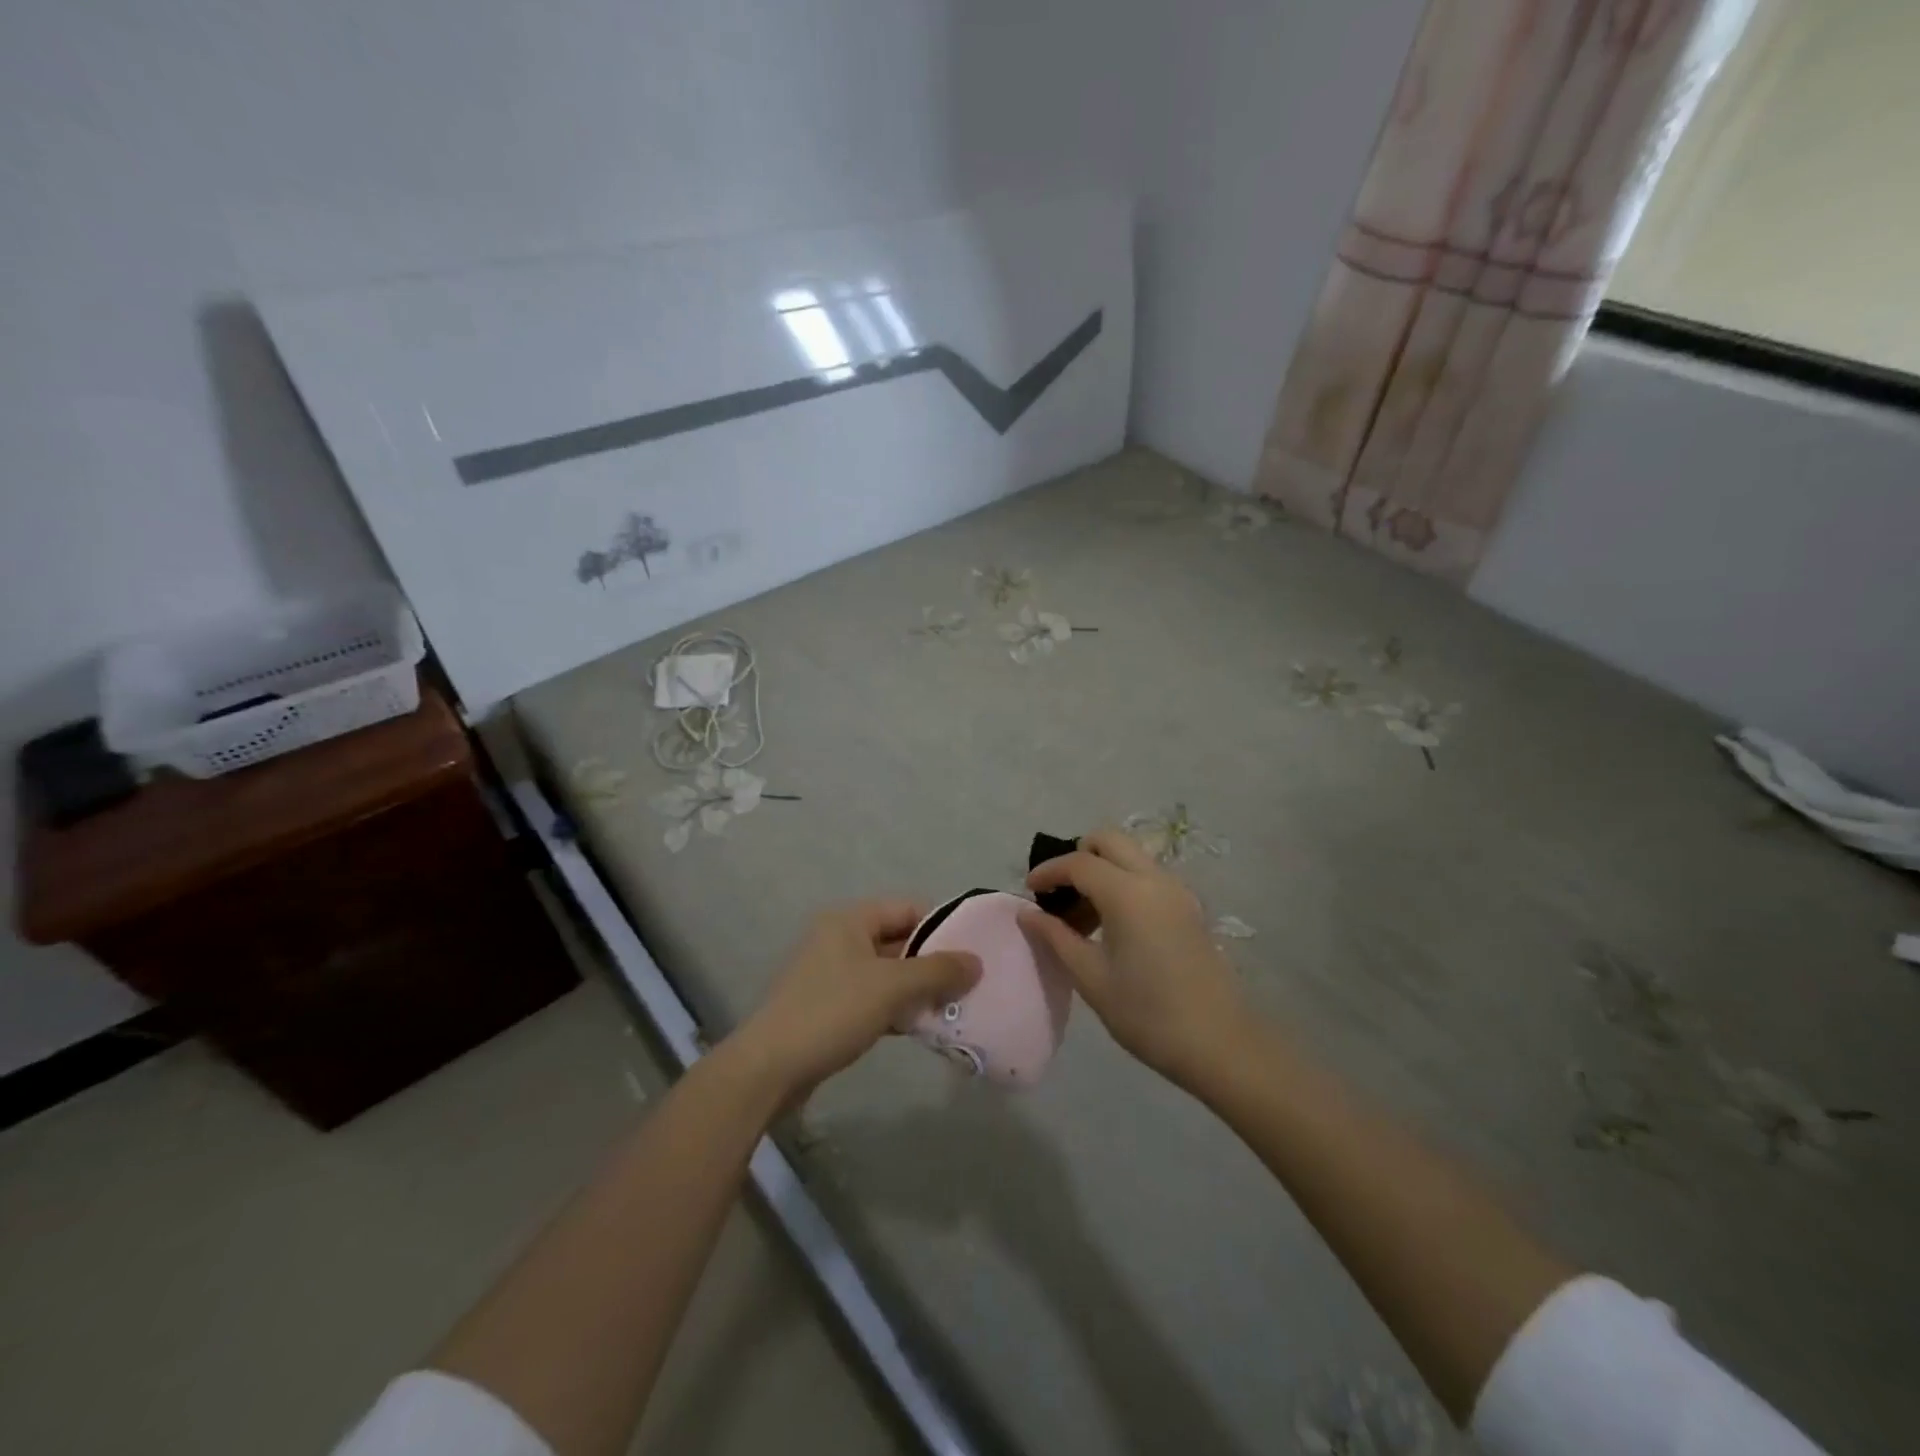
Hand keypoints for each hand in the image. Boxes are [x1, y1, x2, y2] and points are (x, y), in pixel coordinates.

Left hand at [733, 900, 980, 1096]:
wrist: (770, 1068)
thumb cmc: (832, 1012)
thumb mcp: (892, 987)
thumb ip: (937, 971)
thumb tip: (977, 962)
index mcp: (849, 919)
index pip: (908, 908)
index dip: (943, 926)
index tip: (973, 951)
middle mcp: (839, 938)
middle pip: (899, 941)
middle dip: (933, 963)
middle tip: (970, 984)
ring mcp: (831, 974)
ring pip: (888, 973)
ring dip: (918, 990)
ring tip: (954, 1009)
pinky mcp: (828, 1007)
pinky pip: (873, 998)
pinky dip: (897, 1009)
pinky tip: (922, 1029)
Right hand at [1021, 829, 1249, 1089]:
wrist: (1220, 1044)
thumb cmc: (1147, 1014)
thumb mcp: (1091, 977)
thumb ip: (1056, 937)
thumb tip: (1027, 913)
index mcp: (1128, 893)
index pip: (1078, 862)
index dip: (1048, 871)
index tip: (1028, 890)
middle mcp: (1155, 879)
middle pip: (1109, 840)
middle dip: (1077, 856)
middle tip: (1059, 893)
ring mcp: (1177, 891)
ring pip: (1130, 856)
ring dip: (1102, 870)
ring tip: (1082, 918)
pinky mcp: (1189, 907)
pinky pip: (1147, 876)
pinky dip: (1123, 883)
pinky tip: (1112, 926)